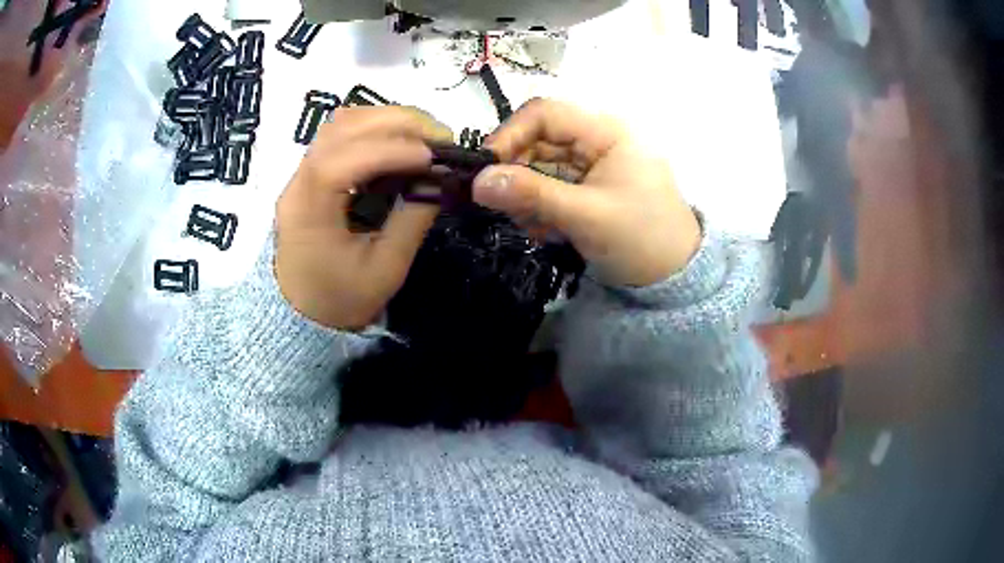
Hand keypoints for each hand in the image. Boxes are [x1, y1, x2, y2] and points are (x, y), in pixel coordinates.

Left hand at [275, 106, 452, 329]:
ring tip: (425, 137)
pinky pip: (342, 133)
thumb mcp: (385, 270)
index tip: (434, 156)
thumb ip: (412, 220)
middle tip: (442, 138)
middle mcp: (299, 182)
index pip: (342, 161)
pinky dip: (376, 127)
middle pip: (342, 128)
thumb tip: (440, 178)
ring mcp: (302, 172)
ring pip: (342, 122)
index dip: (391, 150)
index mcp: (309, 213)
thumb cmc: (341, 298)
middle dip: (398, 123)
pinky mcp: (312, 171)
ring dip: (388, 119)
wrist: (302, 311)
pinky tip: (401, 141)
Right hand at [473, 99, 700, 286]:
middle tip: (504, 207)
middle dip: (517, 173)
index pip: (544, 114)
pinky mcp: (588, 187)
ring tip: (535, 227)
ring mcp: (592, 164)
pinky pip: (551, 186)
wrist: (675, 278)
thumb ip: (531, 195)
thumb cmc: (641, 239)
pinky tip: (548, 232)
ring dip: (527, 195)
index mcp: (606, 131)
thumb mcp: (585, 216)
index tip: (486, 170)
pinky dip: (541, 207)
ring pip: (540, 166)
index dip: (509, 135)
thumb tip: (478, 182)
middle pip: (538, 140)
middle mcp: (597, 139)